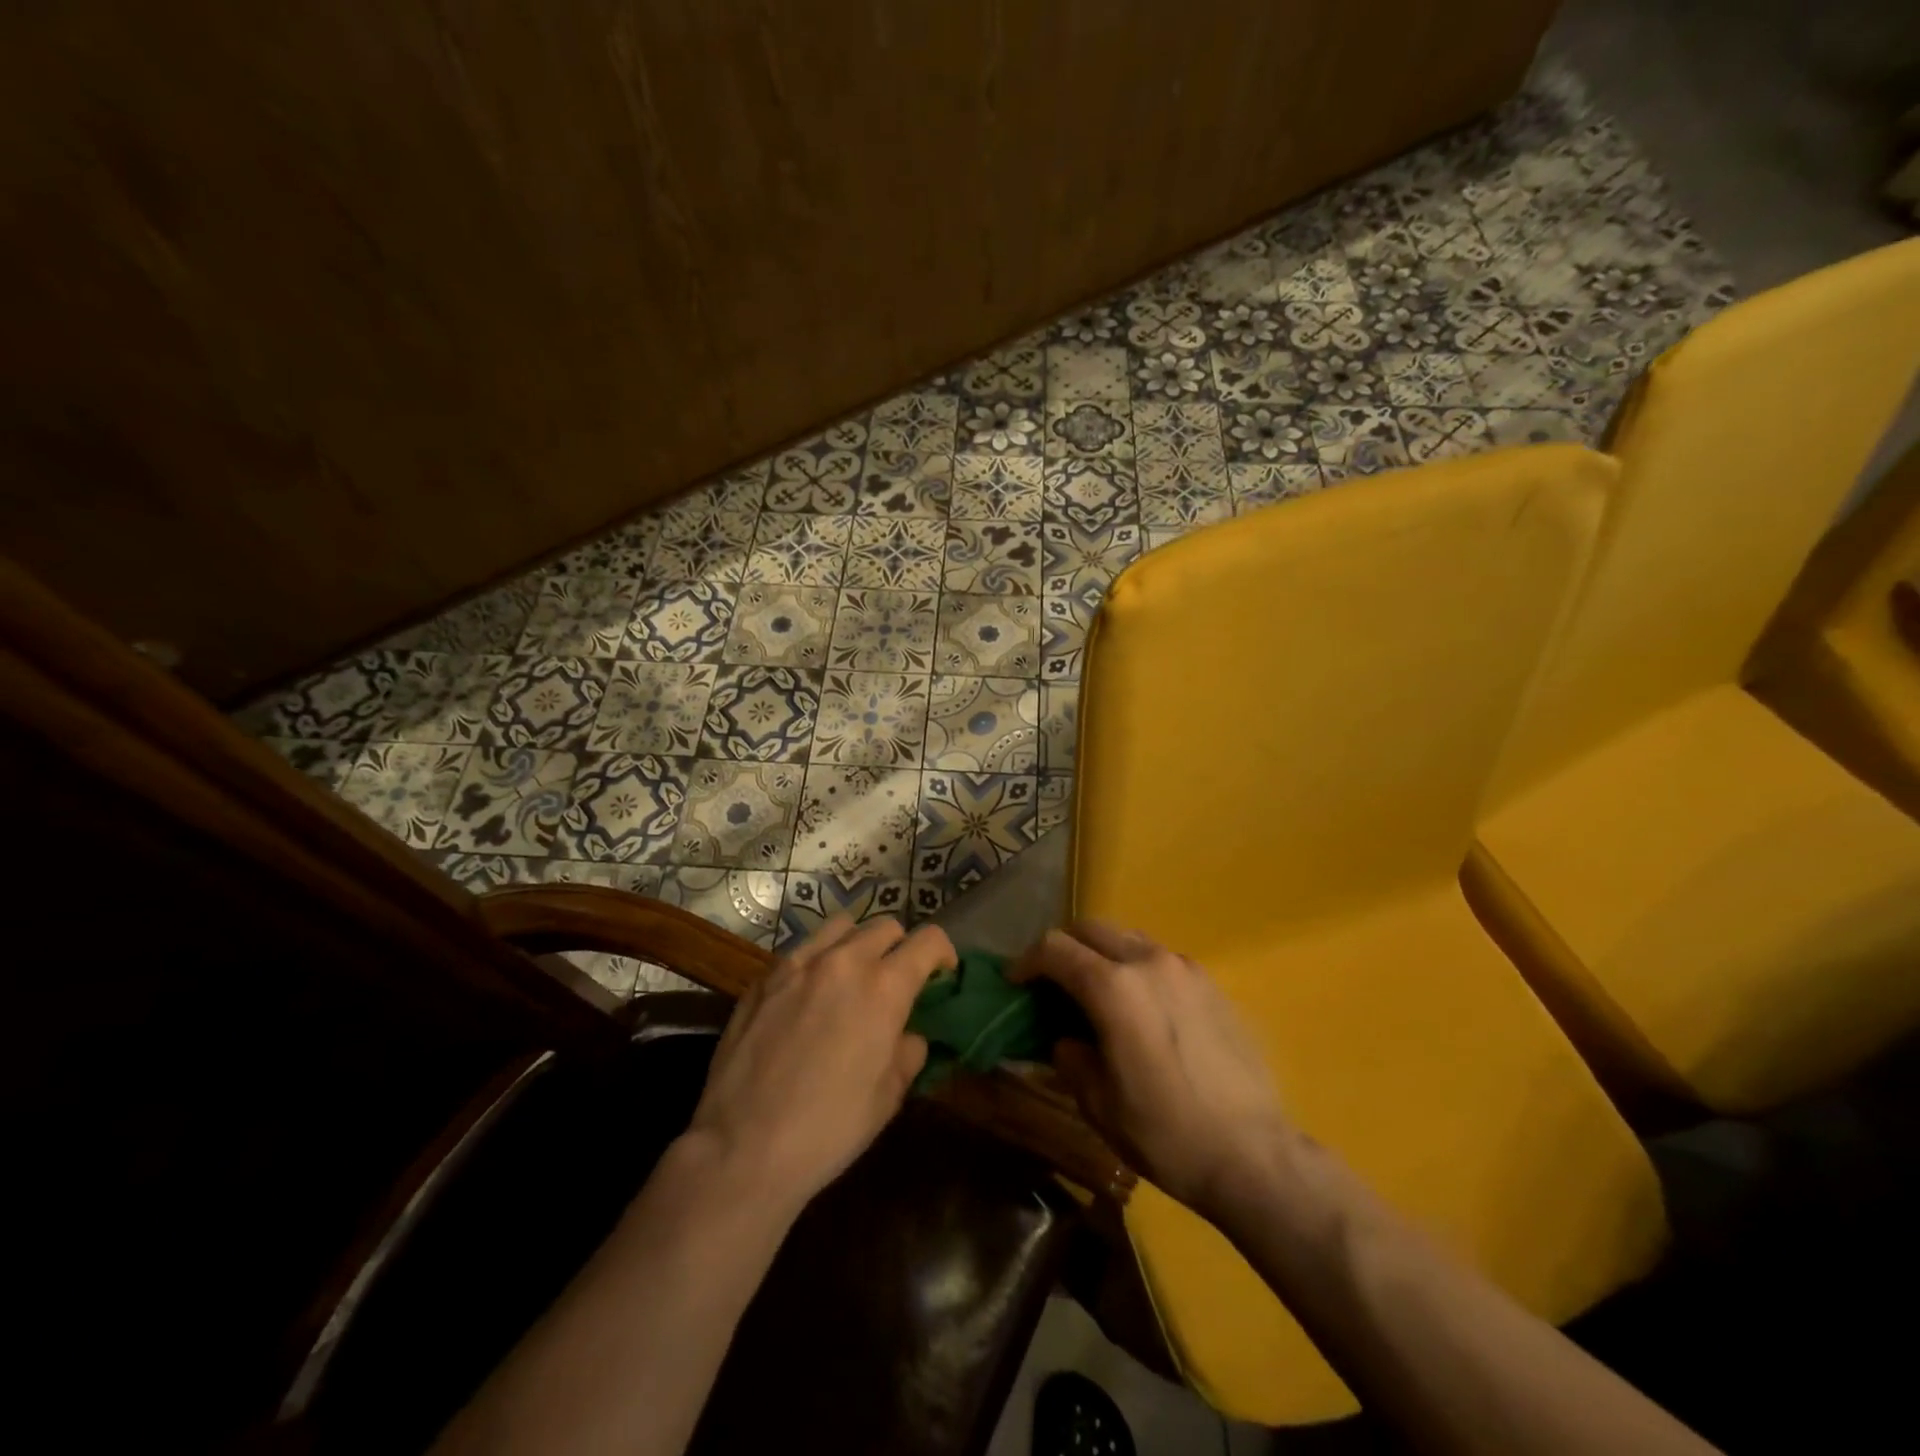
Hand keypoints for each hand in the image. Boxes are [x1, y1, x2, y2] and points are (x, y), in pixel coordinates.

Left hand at [685, 915, 954, 1212]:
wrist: (742, 1148)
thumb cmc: (828, 1129)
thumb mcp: (888, 1097)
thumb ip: (907, 1052)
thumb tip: (907, 1035)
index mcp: (884, 987)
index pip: (928, 940)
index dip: (943, 954)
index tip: (941, 975)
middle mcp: (843, 961)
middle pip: (886, 926)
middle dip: (901, 947)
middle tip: (896, 981)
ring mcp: (798, 964)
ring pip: (842, 926)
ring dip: (858, 943)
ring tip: (853, 977)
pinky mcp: (764, 978)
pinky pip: (802, 950)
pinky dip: (819, 960)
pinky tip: (809, 997)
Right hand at [1015, 922, 1293, 1219]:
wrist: (1254, 1155)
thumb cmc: (1166, 1133)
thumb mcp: (1098, 1103)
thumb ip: (1071, 1057)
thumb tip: (1067, 1039)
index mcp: (1114, 987)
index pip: (1055, 949)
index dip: (1026, 961)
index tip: (1014, 981)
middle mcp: (1148, 962)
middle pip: (1091, 928)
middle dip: (1063, 947)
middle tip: (1050, 982)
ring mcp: (1185, 969)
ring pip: (1128, 938)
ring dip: (1101, 953)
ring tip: (1095, 991)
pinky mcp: (1211, 984)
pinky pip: (1160, 959)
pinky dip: (1136, 967)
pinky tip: (1140, 1008)